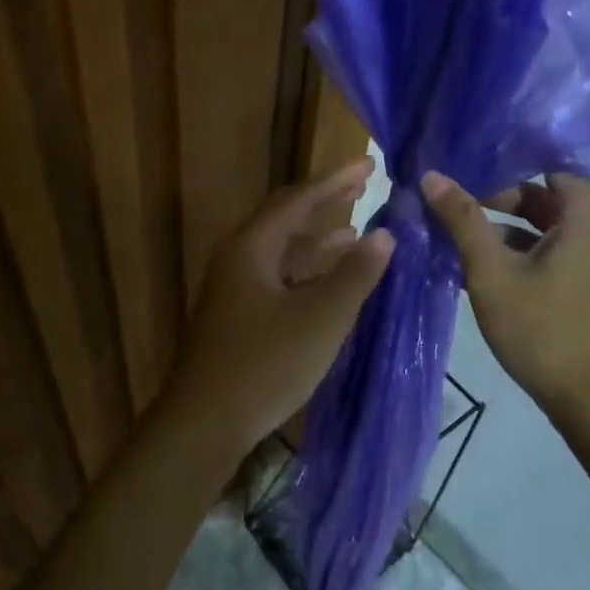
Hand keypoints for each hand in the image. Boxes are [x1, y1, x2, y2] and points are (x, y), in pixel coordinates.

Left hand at [163, 158, 394, 457]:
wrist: (205, 423)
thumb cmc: (265, 364)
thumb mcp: (320, 318)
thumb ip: (354, 275)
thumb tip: (384, 235)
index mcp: (251, 248)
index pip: (297, 200)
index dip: (335, 181)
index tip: (369, 166)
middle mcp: (237, 260)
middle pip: (285, 221)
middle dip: (325, 205)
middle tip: (363, 190)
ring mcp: (233, 291)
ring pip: (281, 254)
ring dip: (317, 243)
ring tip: (356, 236)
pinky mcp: (236, 319)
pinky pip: (278, 280)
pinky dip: (307, 275)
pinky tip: (330, 287)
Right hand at [422, 170, 589, 418]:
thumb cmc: (542, 329)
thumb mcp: (492, 272)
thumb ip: (462, 221)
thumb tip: (432, 176)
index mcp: (583, 217)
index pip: (548, 166)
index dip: (508, 162)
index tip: (467, 164)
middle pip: (543, 198)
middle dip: (497, 197)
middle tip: (452, 200)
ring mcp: (589, 263)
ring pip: (540, 230)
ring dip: (500, 229)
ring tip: (453, 233)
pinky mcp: (580, 288)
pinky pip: (544, 255)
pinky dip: (513, 254)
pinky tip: (474, 269)